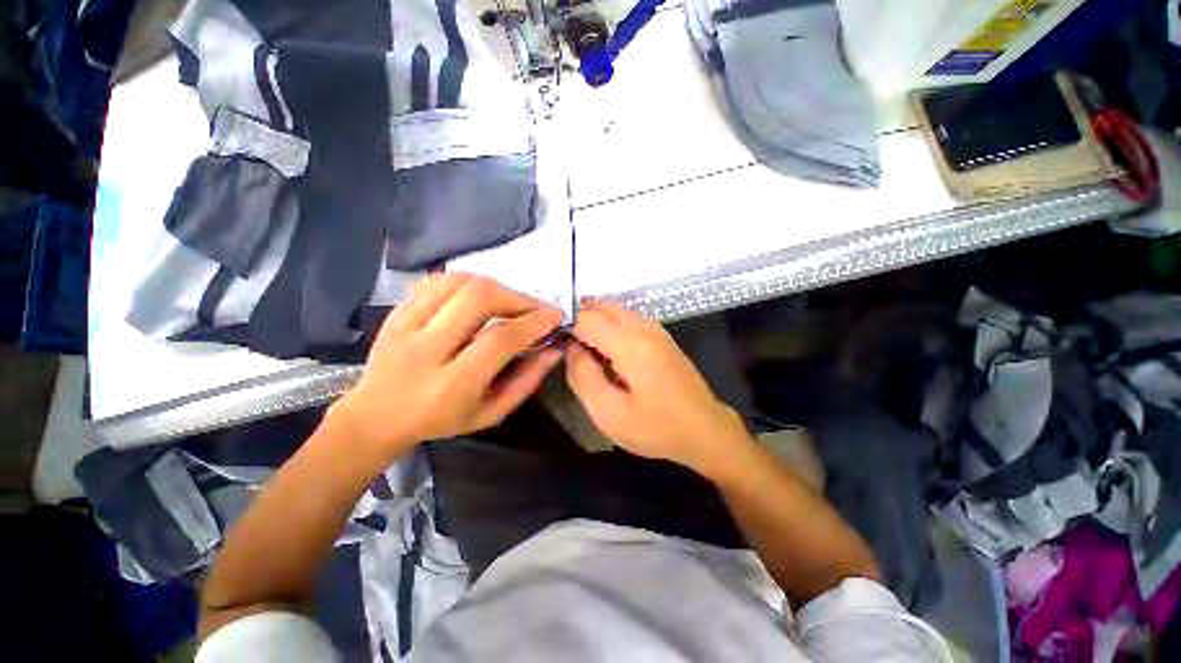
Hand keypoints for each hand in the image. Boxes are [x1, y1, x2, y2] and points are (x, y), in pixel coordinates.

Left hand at [329, 273, 562, 457]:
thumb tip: (553, 351)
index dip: (533, 322)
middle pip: (477, 298)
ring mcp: (405, 326)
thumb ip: (525, 382)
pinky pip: (435, 282)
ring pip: (456, 282)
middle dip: (516, 297)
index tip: (555, 316)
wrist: (375, 418)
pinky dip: (466, 283)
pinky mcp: (396, 312)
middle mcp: (426, 349)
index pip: (500, 338)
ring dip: (493, 286)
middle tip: (533, 308)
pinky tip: (478, 297)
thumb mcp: (490, 414)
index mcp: (452, 384)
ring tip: (508, 301)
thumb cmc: (440, 421)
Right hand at [564, 299, 749, 475]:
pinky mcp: (660, 334)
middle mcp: (643, 326)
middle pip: (599, 306)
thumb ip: (582, 376)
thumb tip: (570, 347)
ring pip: (612, 309)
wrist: (705, 429)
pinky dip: (607, 324)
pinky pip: (625, 317)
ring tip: (581, 349)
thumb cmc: (656, 427)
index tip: (550, 342)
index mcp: (630, 342)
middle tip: (563, 346)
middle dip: (576, 319)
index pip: (585, 317)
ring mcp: (654, 327)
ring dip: (592, 321)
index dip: (563, 326)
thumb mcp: (609, 413)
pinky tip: (604, 350)